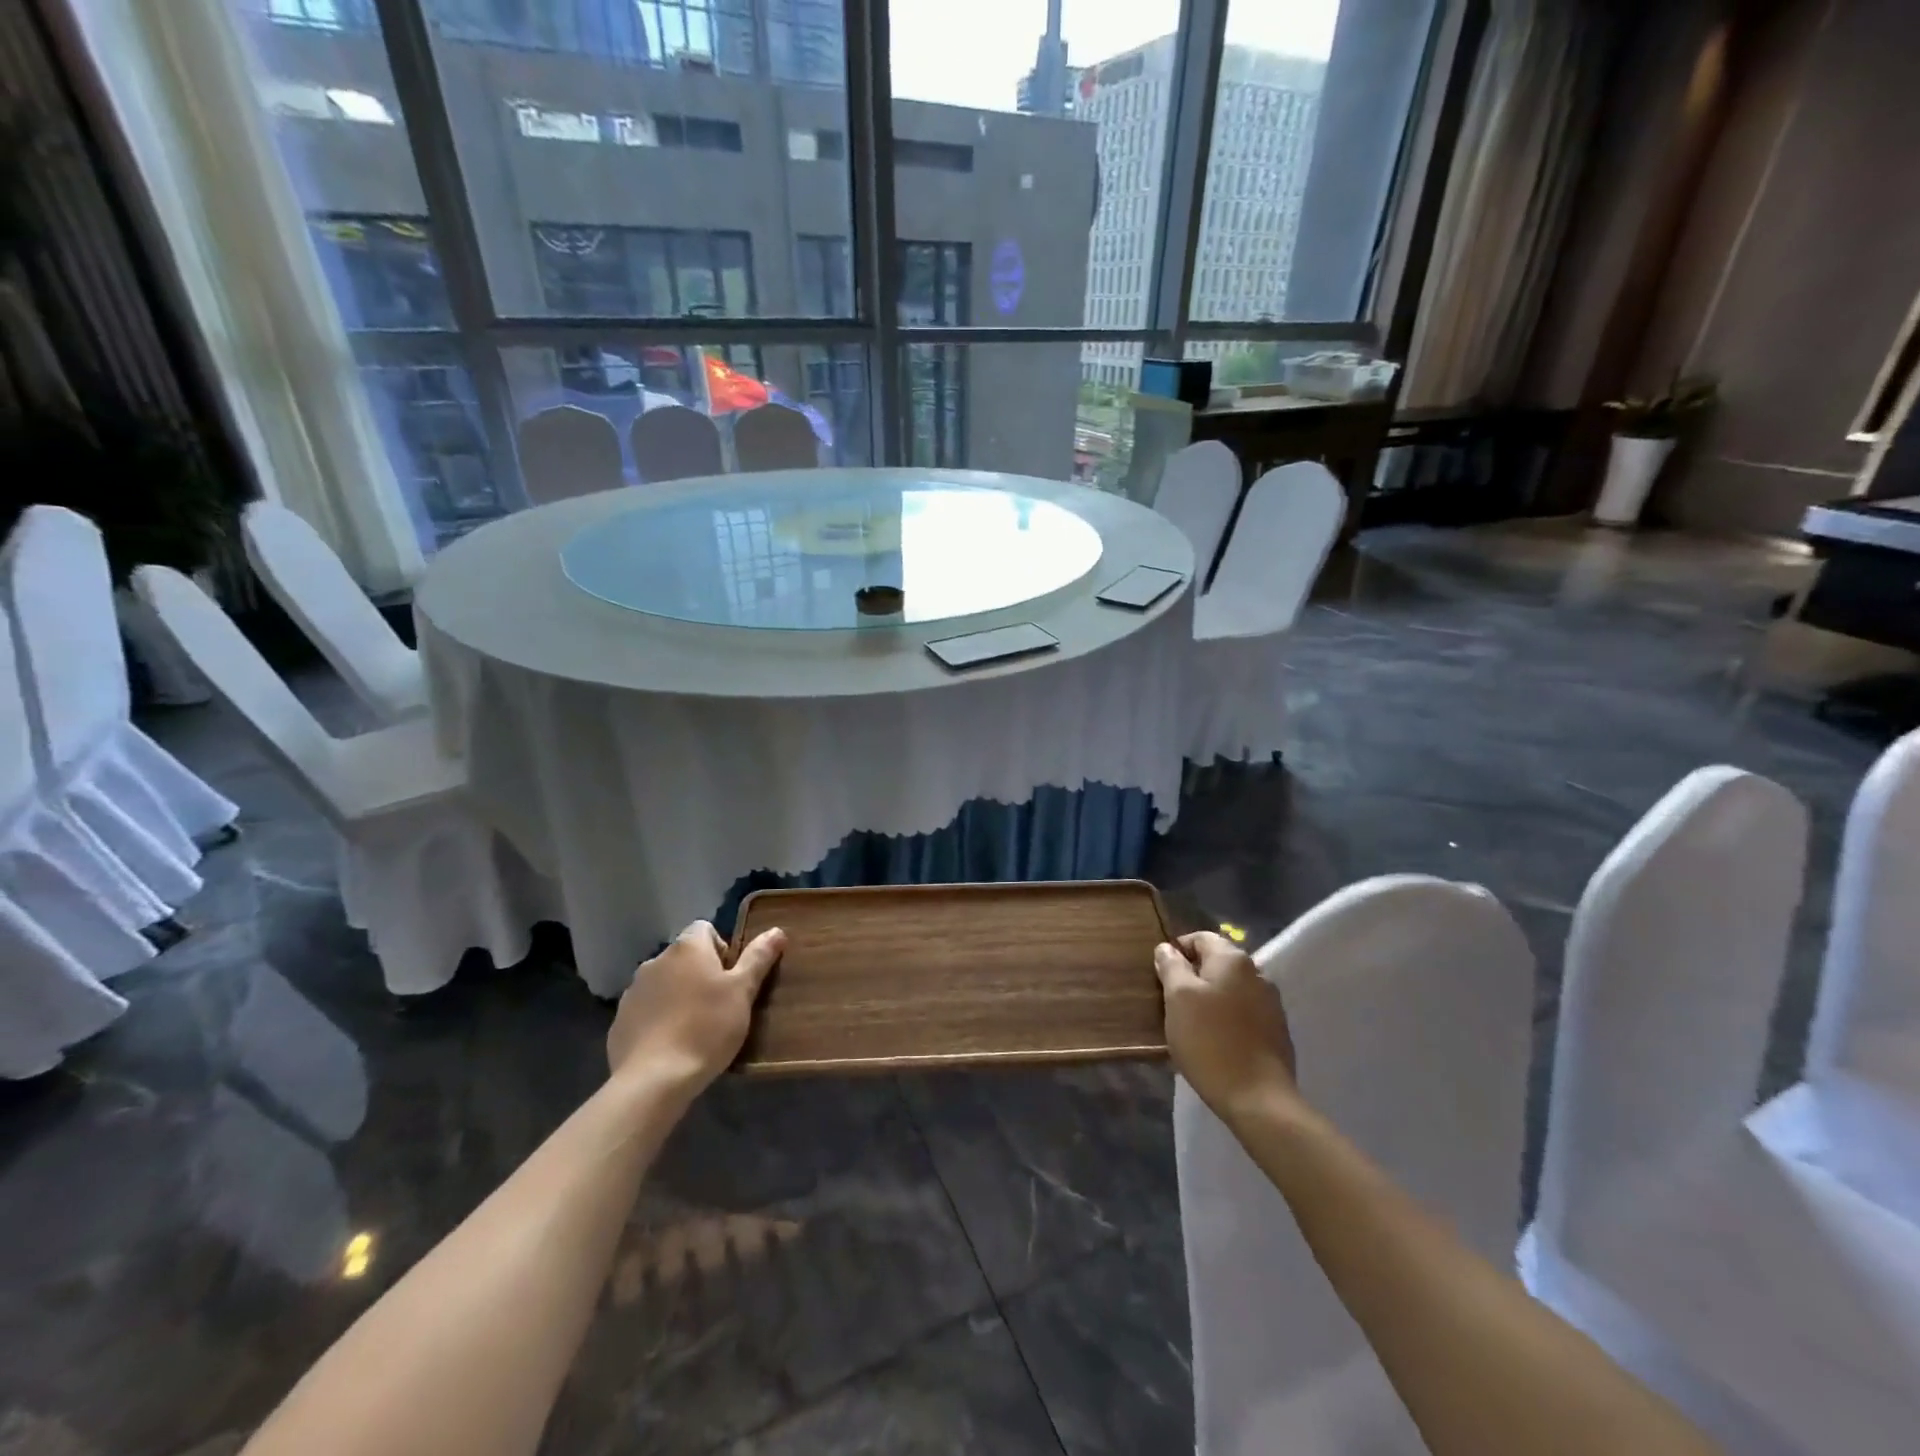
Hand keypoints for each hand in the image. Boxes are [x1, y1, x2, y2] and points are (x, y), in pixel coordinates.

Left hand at [609, 921, 786, 1094]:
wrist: (653, 1080)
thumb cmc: (706, 1028)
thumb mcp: (742, 992)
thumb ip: (758, 958)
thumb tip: (777, 931)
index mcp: (687, 948)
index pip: (706, 929)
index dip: (723, 950)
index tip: (732, 980)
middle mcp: (656, 960)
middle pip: (685, 957)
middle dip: (701, 975)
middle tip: (719, 1006)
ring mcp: (633, 991)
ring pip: (665, 983)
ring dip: (679, 996)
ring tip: (695, 1029)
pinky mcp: (620, 1021)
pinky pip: (647, 1010)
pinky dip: (659, 1019)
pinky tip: (671, 1045)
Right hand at [1154, 931, 1298, 1123]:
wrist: (1258, 1099)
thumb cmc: (1210, 1041)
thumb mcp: (1178, 998)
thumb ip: (1171, 966)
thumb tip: (1167, 948)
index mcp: (1233, 959)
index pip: (1200, 938)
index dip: (1177, 951)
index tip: (1160, 975)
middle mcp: (1258, 973)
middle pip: (1217, 963)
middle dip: (1193, 977)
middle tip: (1171, 1002)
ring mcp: (1271, 1004)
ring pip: (1231, 989)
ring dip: (1210, 999)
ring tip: (1191, 1024)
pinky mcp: (1277, 1031)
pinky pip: (1244, 1013)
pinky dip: (1227, 1019)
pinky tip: (1215, 1041)